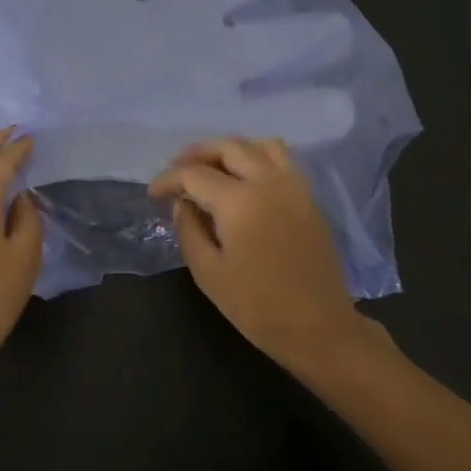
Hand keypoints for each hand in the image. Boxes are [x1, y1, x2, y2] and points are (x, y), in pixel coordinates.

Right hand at [148, 137, 372, 370]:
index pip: (194, 174)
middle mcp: (268, 181)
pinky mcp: (309, 198)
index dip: (168, 180)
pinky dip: (258, 158)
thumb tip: (183, 203)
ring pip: (261, 145)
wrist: (317, 325)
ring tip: (213, 168)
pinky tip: (245, 181)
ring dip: (232, 149)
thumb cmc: (256, 305)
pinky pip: (282, 160)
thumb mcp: (208, 272)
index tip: (153, 194)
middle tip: (178, 171)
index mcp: (239, 200)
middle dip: (198, 153)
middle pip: (229, 147)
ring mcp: (294, 187)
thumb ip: (189, 230)